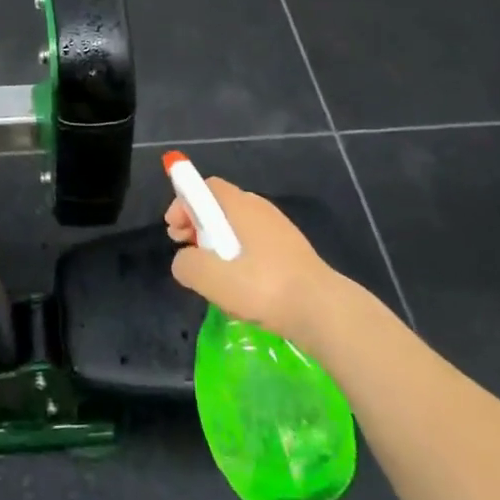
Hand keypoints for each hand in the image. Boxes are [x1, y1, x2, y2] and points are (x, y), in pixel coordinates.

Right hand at [167, 177, 334, 339]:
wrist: (324, 311)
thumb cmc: (264, 287)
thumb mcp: (212, 278)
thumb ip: (187, 264)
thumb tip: (184, 261)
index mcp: (242, 206)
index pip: (206, 187)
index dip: (184, 203)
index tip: (174, 230)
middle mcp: (261, 210)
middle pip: (220, 207)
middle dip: (197, 226)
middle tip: (187, 252)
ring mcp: (279, 232)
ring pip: (237, 229)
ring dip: (217, 246)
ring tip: (212, 277)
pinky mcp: (291, 254)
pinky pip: (255, 247)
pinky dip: (239, 260)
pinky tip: (240, 290)